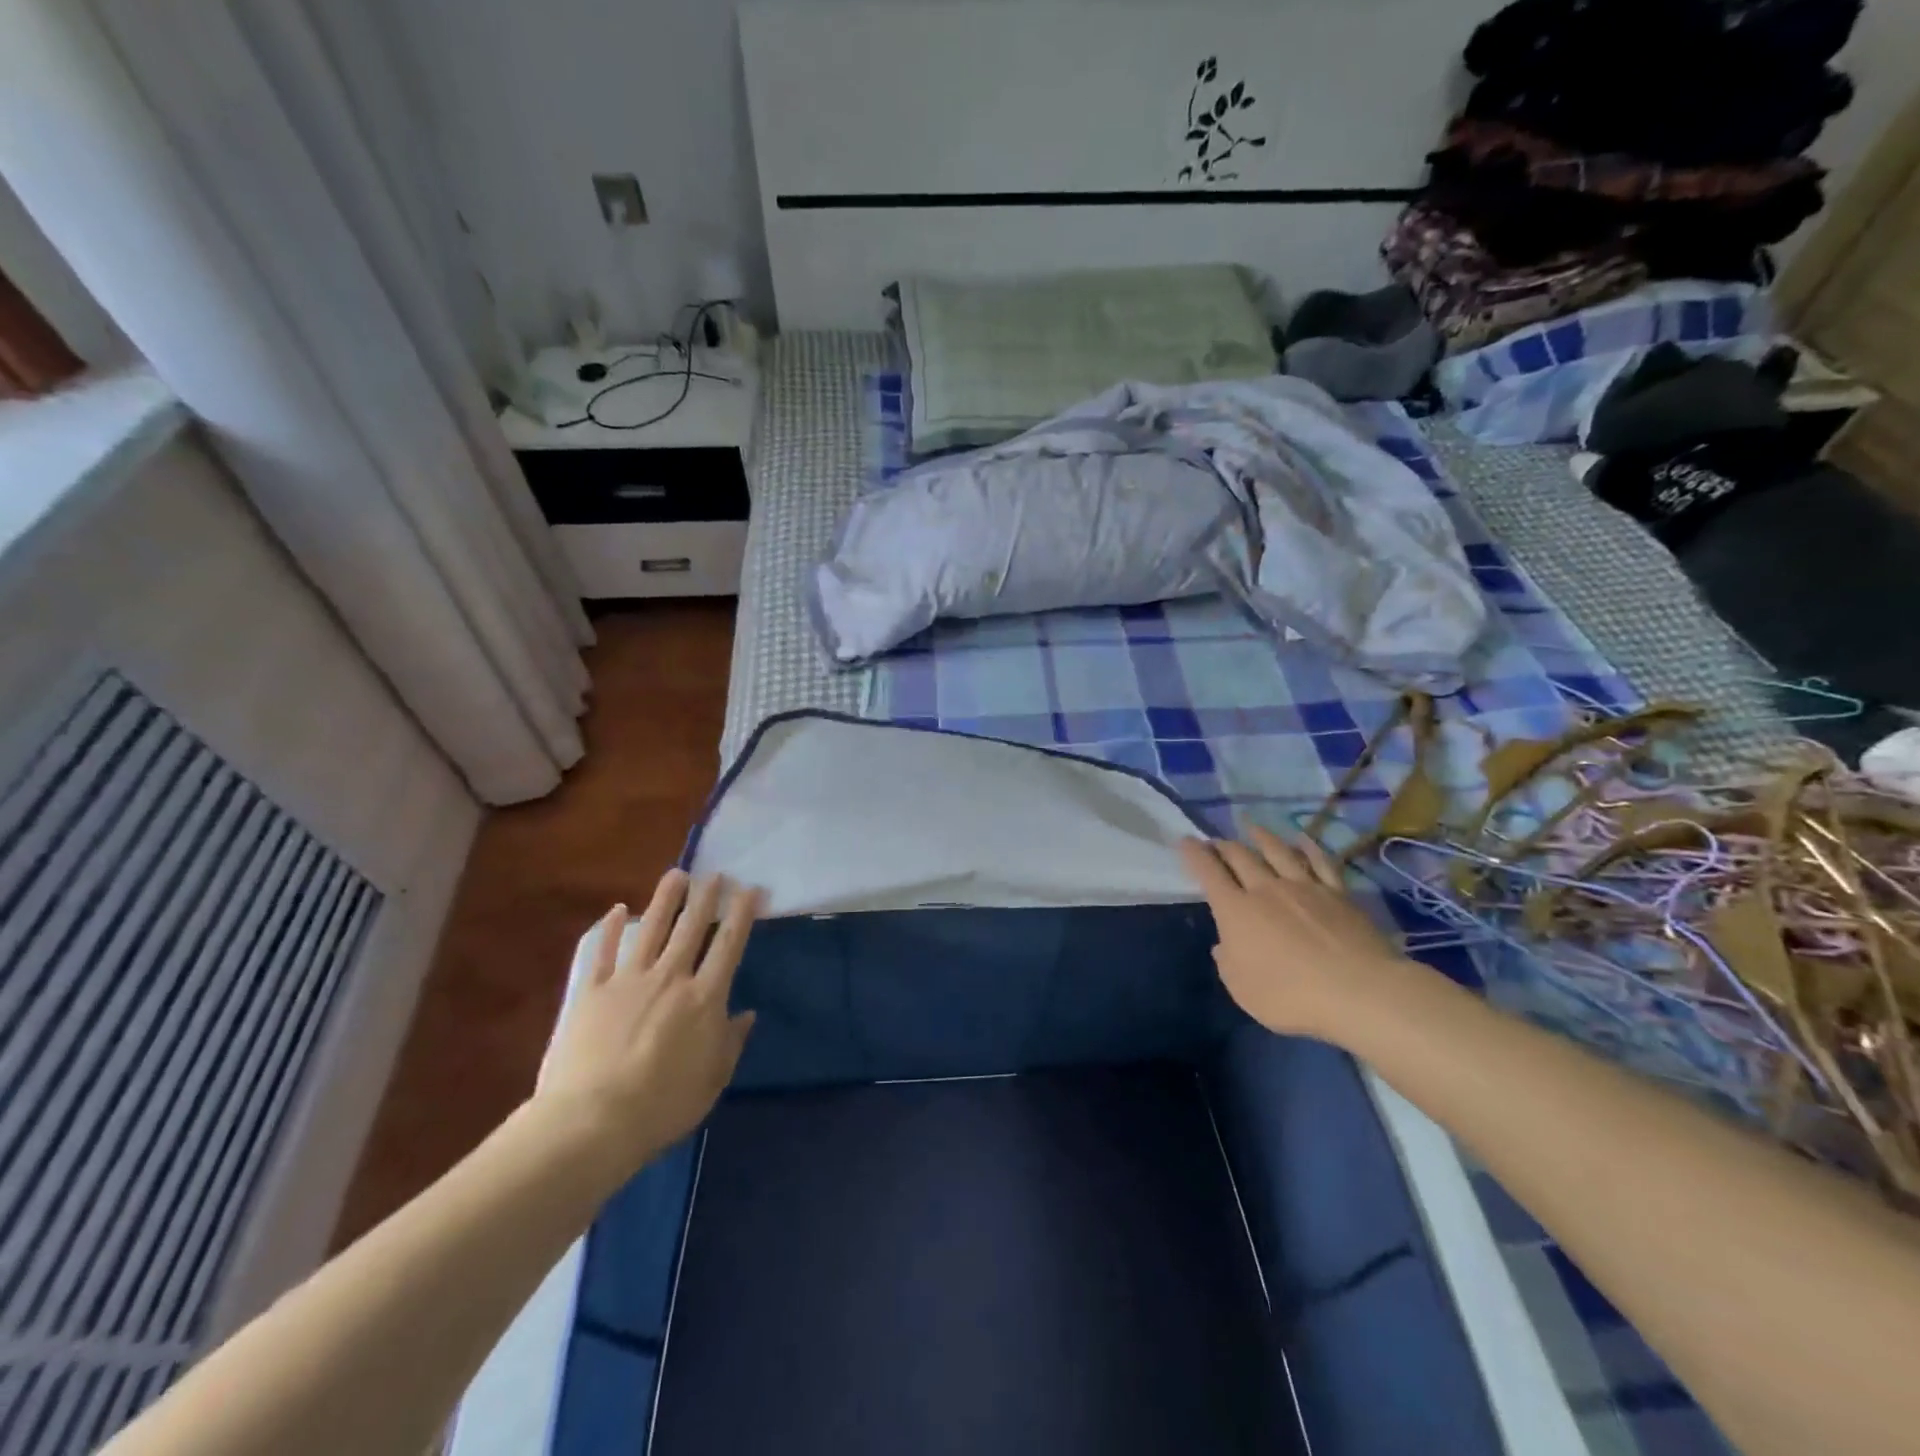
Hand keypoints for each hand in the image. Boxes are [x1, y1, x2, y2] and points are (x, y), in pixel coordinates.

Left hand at [537, 870, 761, 1174]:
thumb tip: (747, 1014)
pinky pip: (603, 952)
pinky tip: (617, 910)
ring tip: (676, 874)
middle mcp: (670, 978)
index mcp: (704, 998)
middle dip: (706, 897)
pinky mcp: (592, 992)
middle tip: (715, 873)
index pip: (729, 945)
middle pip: (692, 928)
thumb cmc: (662, 1105)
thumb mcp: (712, 1080)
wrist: (592, 1121)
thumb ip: (731, 1042)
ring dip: (666, 899)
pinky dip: (611, 929)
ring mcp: (628, 980)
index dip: (741, 914)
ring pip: (652, 929)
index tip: (750, 890)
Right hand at [1179, 826, 1408, 1040]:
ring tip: (1251, 827)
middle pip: (1240, 857)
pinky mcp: (1338, 893)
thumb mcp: (1243, 990)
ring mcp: (1304, 887)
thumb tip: (1224, 945)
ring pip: (1277, 852)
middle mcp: (1266, 889)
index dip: (1194, 855)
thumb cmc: (1291, 995)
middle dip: (1223, 846)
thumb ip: (1228, 963)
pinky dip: (1308, 848)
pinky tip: (1302, 840)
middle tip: (1216, 841)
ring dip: (1261, 837)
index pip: (1209, 873)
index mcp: (1236, 911)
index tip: (1185, 841)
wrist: (1359, 991)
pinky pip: (1320, 862)